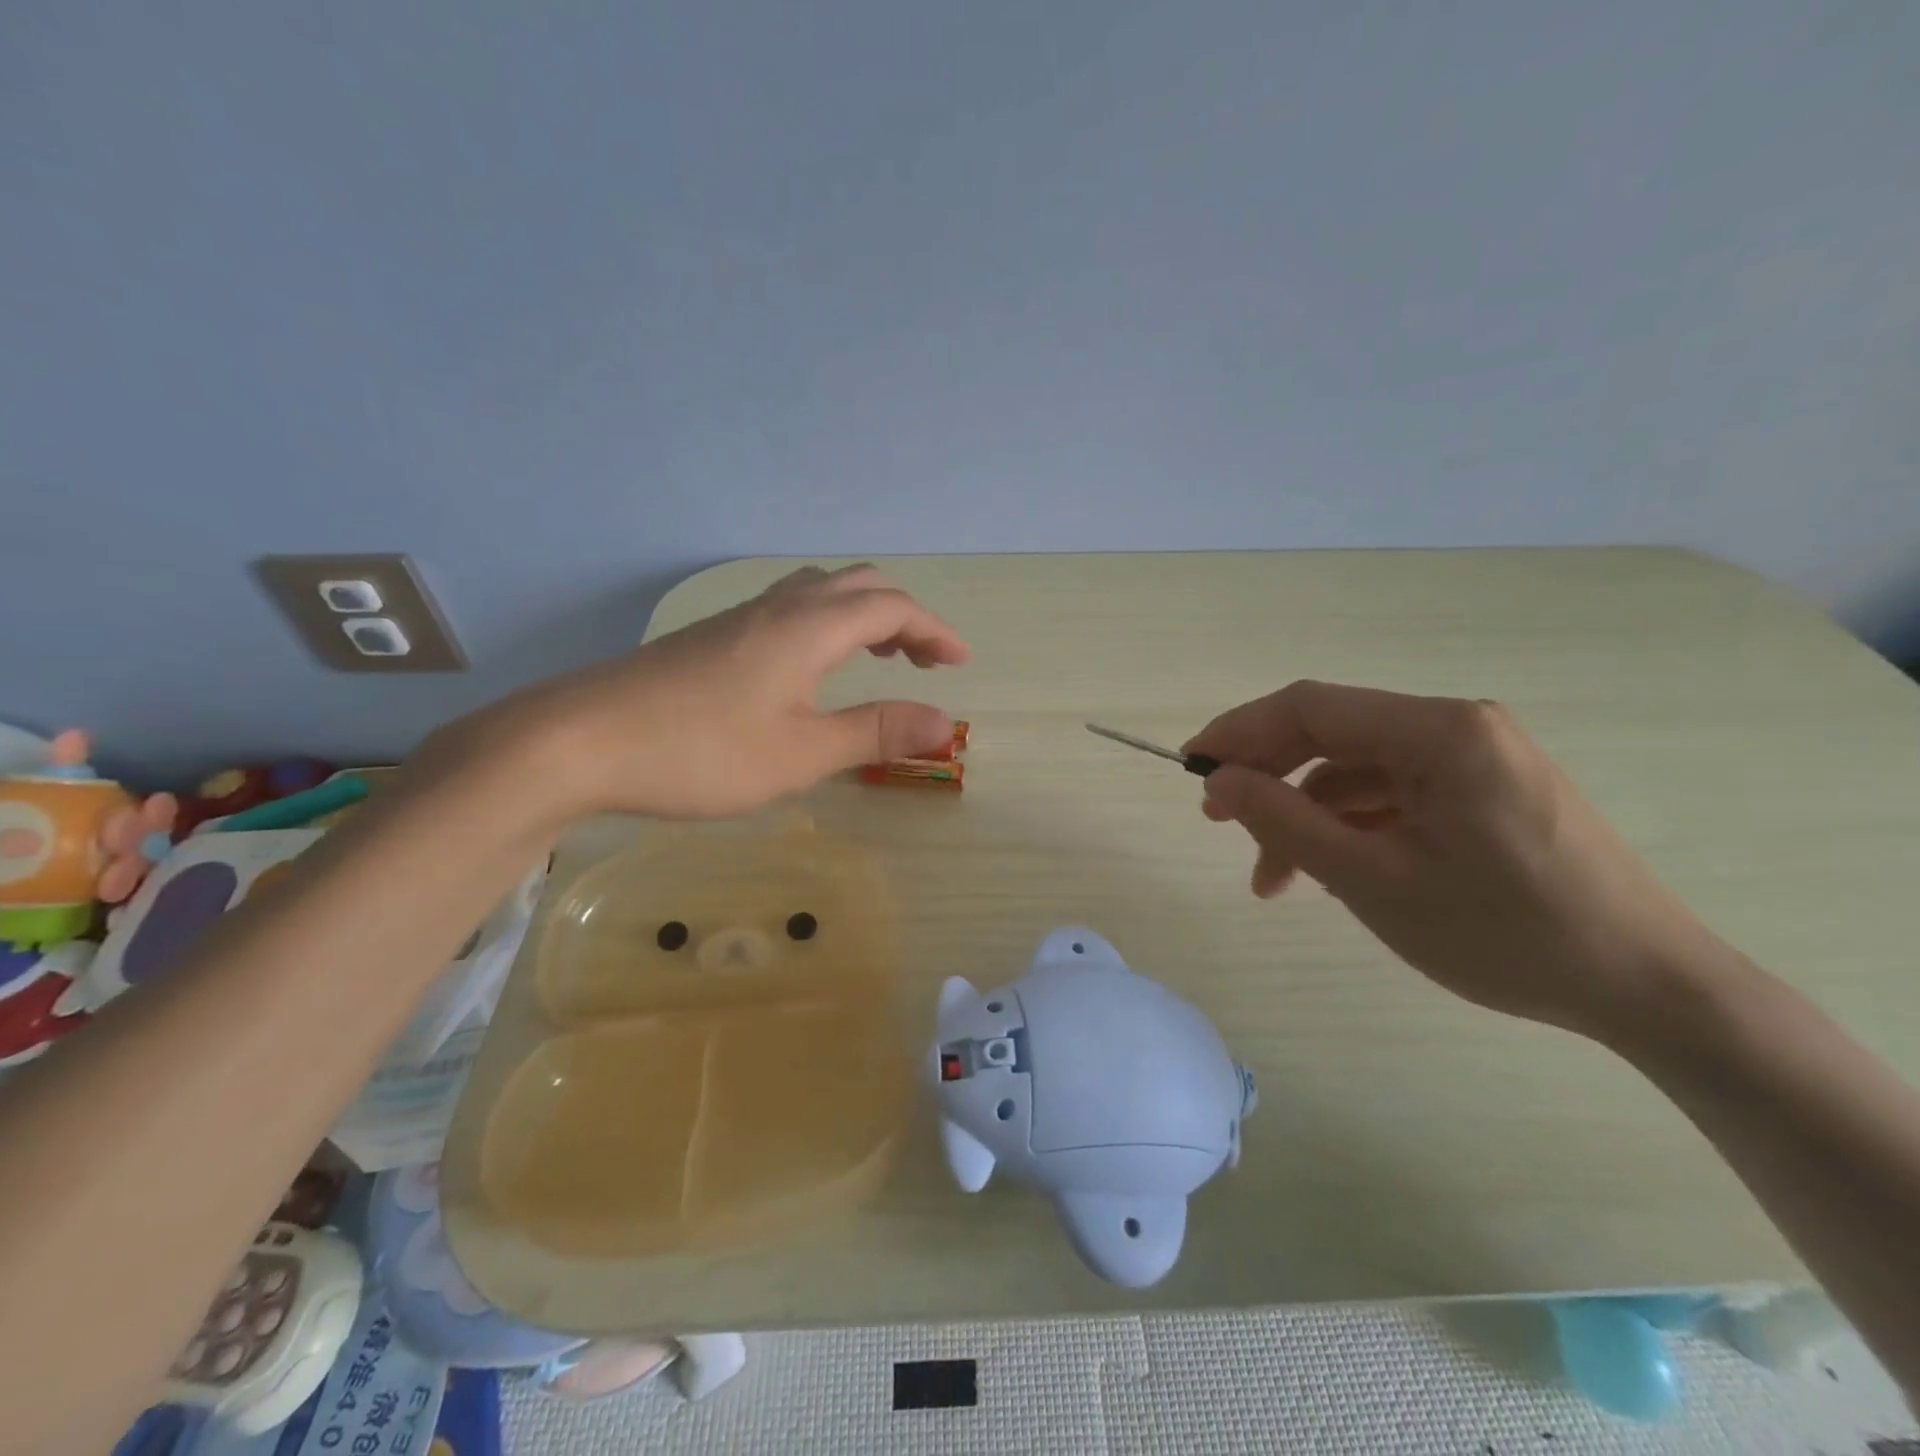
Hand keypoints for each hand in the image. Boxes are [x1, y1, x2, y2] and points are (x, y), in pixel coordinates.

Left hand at [427, 565, 968, 821]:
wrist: (579, 740)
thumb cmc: (700, 752)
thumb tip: (945, 726)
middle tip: (926, 660)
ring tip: (881, 656)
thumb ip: (875, 734)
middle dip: (904, 616)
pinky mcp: (713, 636)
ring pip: (821, 591)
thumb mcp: (801, 754)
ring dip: (864, 614)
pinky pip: (791, 607)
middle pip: (859, 585)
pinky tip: (814, 666)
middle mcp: (778, 609)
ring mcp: (741, 619)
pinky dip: (828, 623)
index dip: (935, 630)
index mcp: (808, 629)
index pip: (892, 608)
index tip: (960, 664)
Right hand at [1185, 682, 1728, 1041]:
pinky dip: (1349, 825)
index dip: (1238, 731)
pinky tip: (1328, 871)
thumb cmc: (1505, 933)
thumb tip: (1218, 781)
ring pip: (1357, 769)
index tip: (1189, 767)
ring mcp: (1474, 758)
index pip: (1310, 708)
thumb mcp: (1372, 881)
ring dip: (1306, 814)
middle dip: (1268, 775)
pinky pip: (1393, 793)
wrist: (1649, 989)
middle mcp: (1457, 726)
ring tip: (1271, 877)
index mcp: (1438, 731)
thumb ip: (1285, 822)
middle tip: (1219, 821)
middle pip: (1332, 733)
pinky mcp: (1483, 790)